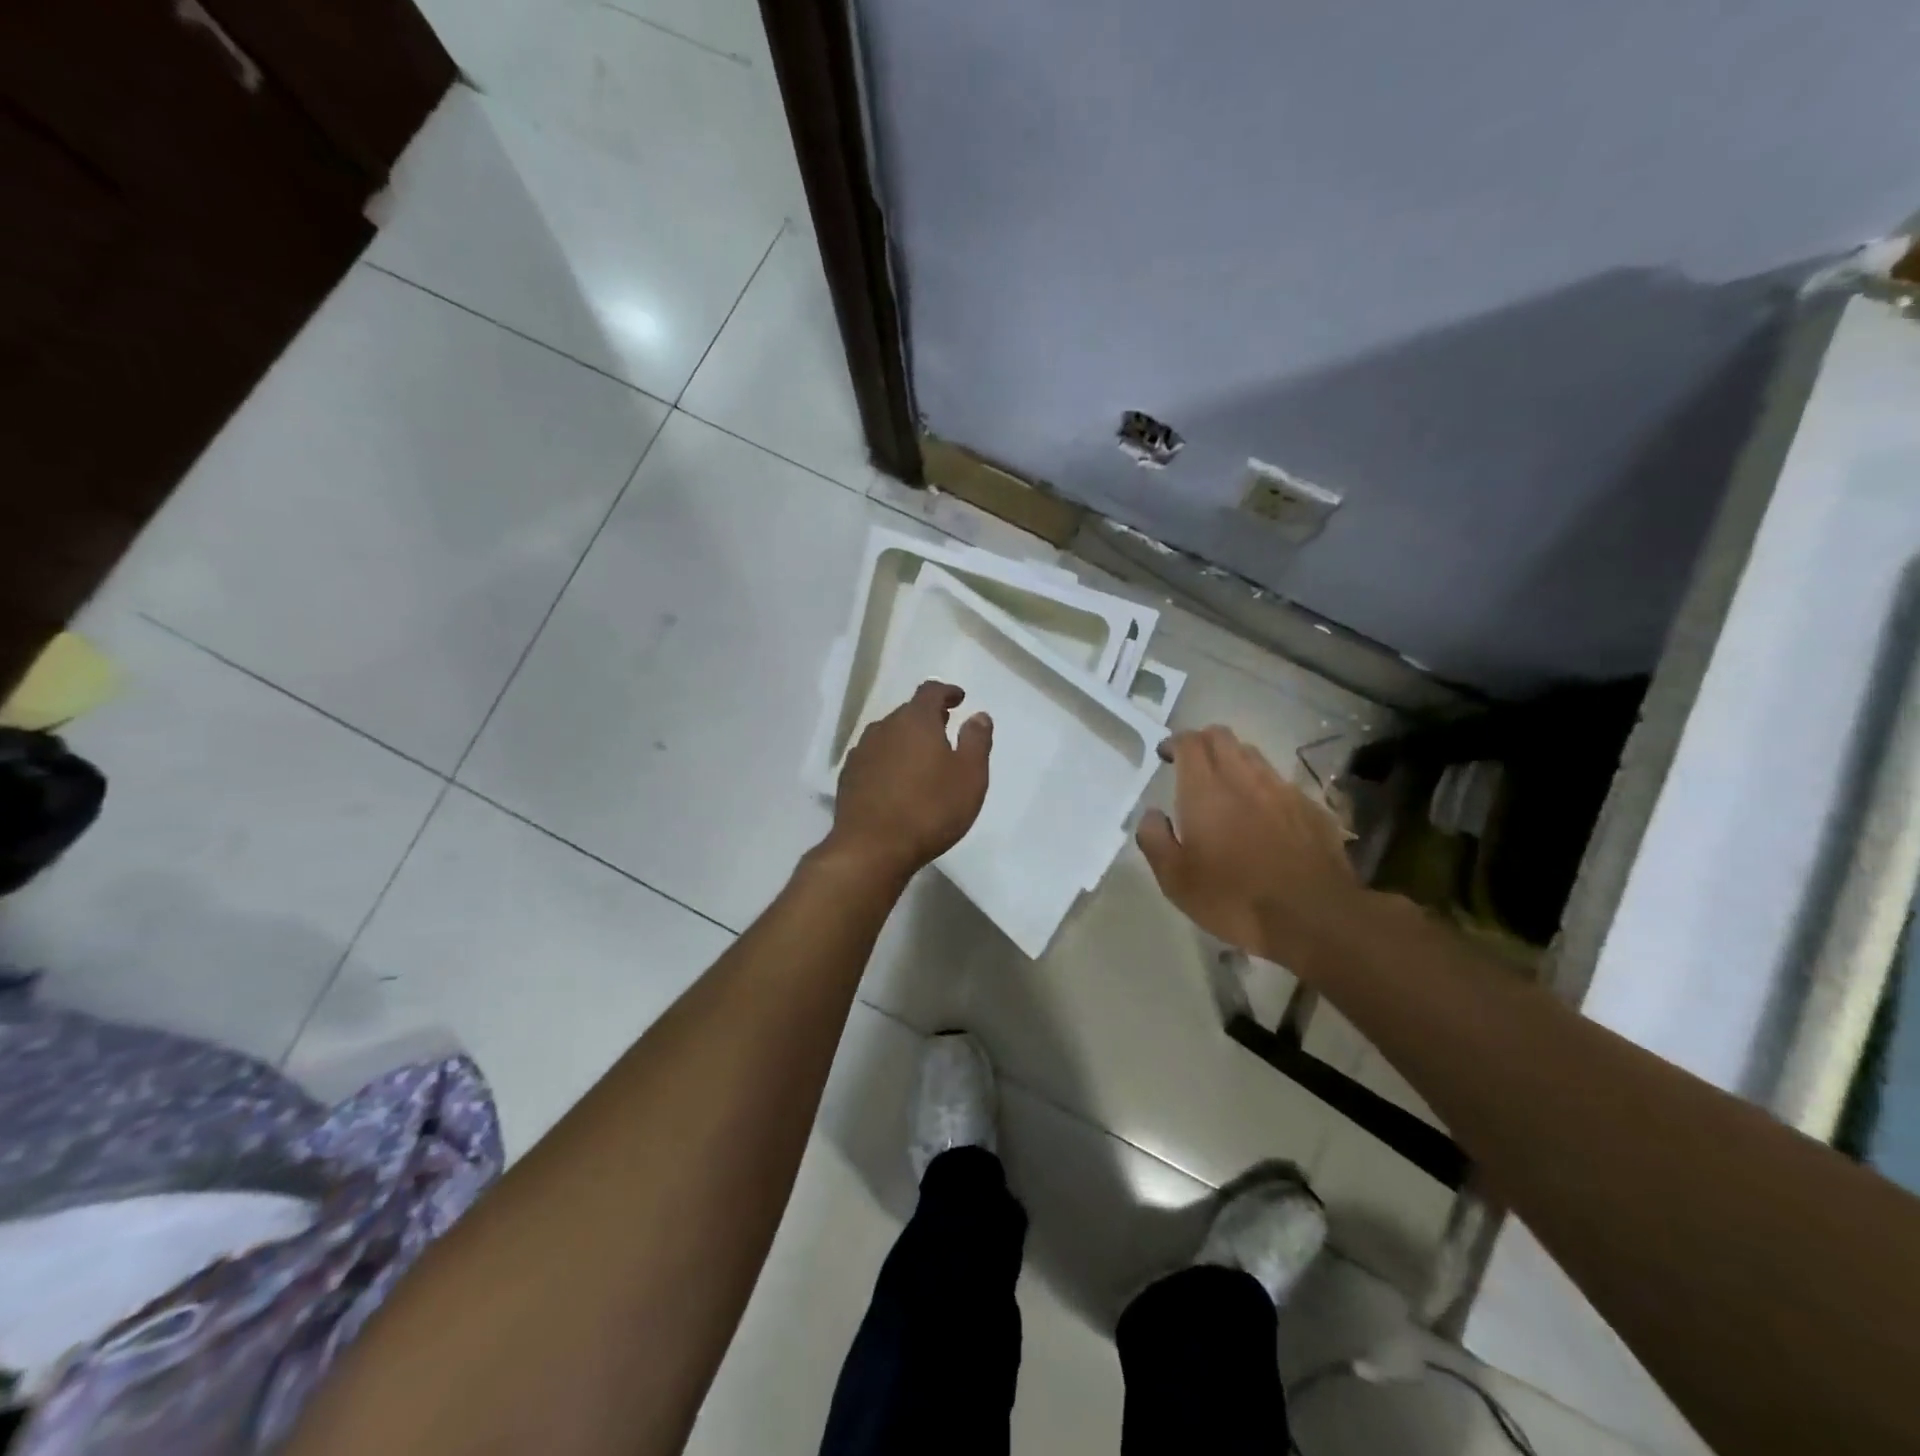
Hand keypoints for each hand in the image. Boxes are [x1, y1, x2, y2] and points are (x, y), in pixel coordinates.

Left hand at [828, 681, 991, 878]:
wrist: (871, 848)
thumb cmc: (930, 810)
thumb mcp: (970, 776)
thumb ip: (976, 741)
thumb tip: (978, 715)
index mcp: (915, 721)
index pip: (930, 691)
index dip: (947, 692)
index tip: (959, 699)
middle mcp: (884, 728)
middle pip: (908, 712)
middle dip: (928, 717)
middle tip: (945, 729)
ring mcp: (862, 752)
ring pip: (888, 735)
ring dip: (906, 739)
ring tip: (922, 757)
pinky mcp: (848, 777)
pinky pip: (874, 757)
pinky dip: (889, 760)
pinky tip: (896, 781)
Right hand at [1136, 726, 1363, 966]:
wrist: (1314, 918)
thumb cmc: (1234, 899)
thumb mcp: (1175, 880)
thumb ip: (1155, 839)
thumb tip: (1152, 814)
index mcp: (1206, 790)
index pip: (1190, 742)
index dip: (1175, 742)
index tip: (1166, 756)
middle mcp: (1245, 779)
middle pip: (1222, 737)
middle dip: (1203, 742)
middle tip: (1192, 765)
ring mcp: (1283, 791)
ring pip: (1254, 755)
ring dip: (1234, 760)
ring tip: (1227, 787)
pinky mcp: (1312, 808)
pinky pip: (1281, 783)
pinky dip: (1265, 787)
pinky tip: (1264, 815)